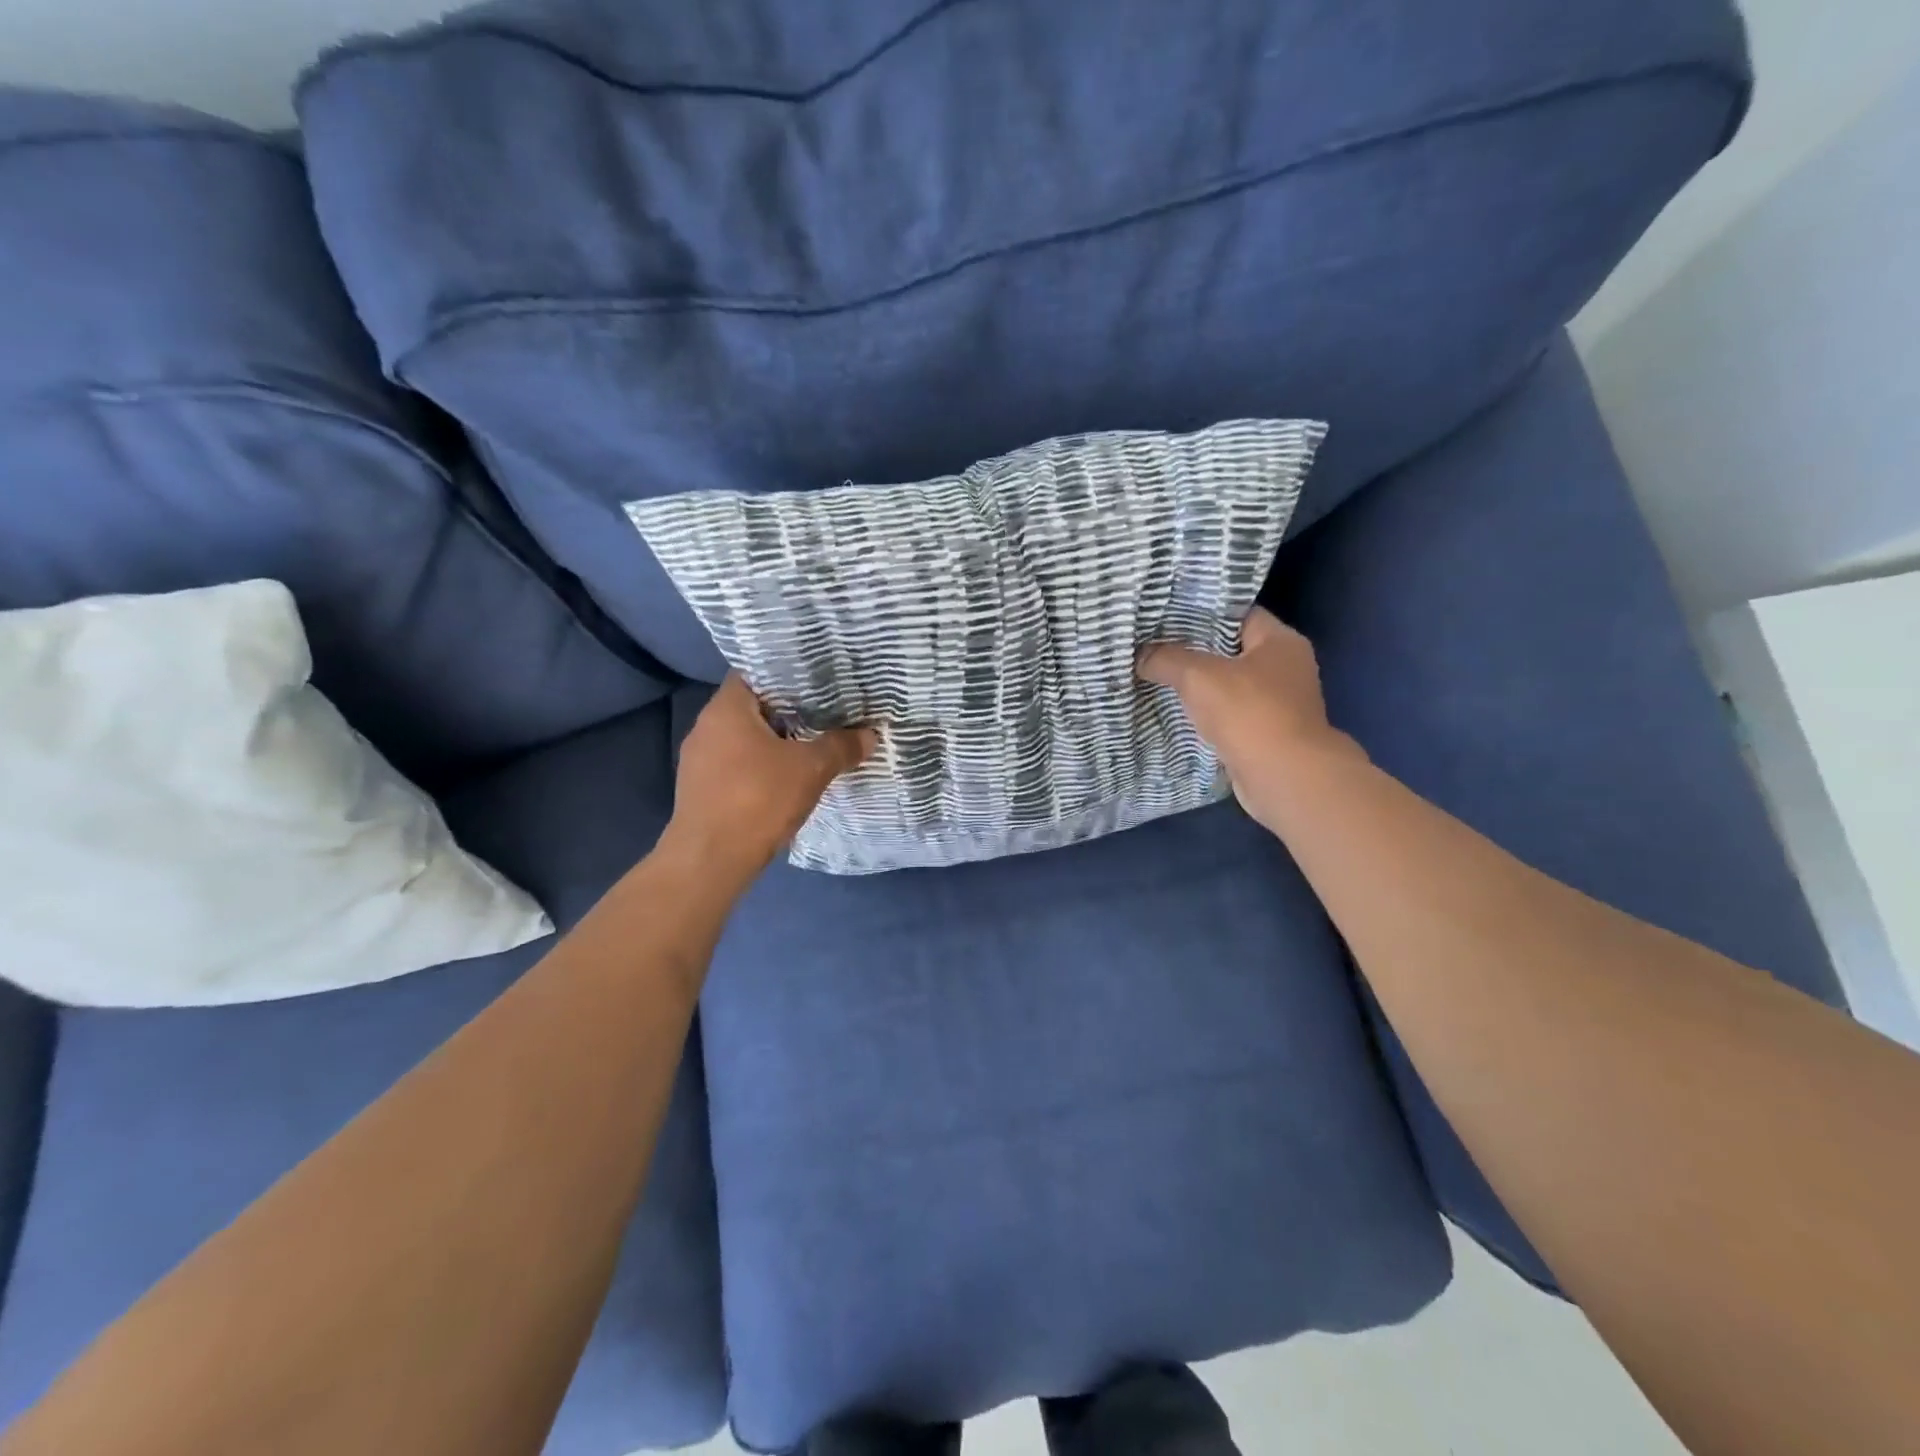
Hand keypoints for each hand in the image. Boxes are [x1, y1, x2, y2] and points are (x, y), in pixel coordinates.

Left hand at [664, 674, 875, 882]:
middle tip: (824, 713)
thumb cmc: (758, 800)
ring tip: (810, 744)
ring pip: (743, 739)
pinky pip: (735, 765)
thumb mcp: (811, 770)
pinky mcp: (700, 789)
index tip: (817, 682)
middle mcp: (705, 727)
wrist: (711, 861)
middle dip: (787, 711)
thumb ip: (840, 747)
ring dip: (774, 742)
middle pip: (752, 707)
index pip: (755, 673)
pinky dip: (759, 766)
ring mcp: (699, 760)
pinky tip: (784, 779)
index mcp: (726, 709)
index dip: (787, 675)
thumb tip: (869, 735)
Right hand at [1136, 606, 1361, 830]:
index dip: (1201, 613)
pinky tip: (1176, 713)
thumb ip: (1166, 659)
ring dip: (1198, 686)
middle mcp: (1286, 668)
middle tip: (1153, 647)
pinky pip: (1230, 715)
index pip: (1237, 614)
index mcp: (1280, 641)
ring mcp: (1279, 704)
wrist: (1284, 777)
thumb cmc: (1249, 713)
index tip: (1165, 617)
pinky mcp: (1267, 734)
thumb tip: (1141, 655)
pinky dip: (1207, 714)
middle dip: (1194, 651)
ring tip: (1157, 678)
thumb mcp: (1198, 676)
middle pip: (1231, 650)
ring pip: (1229, 685)